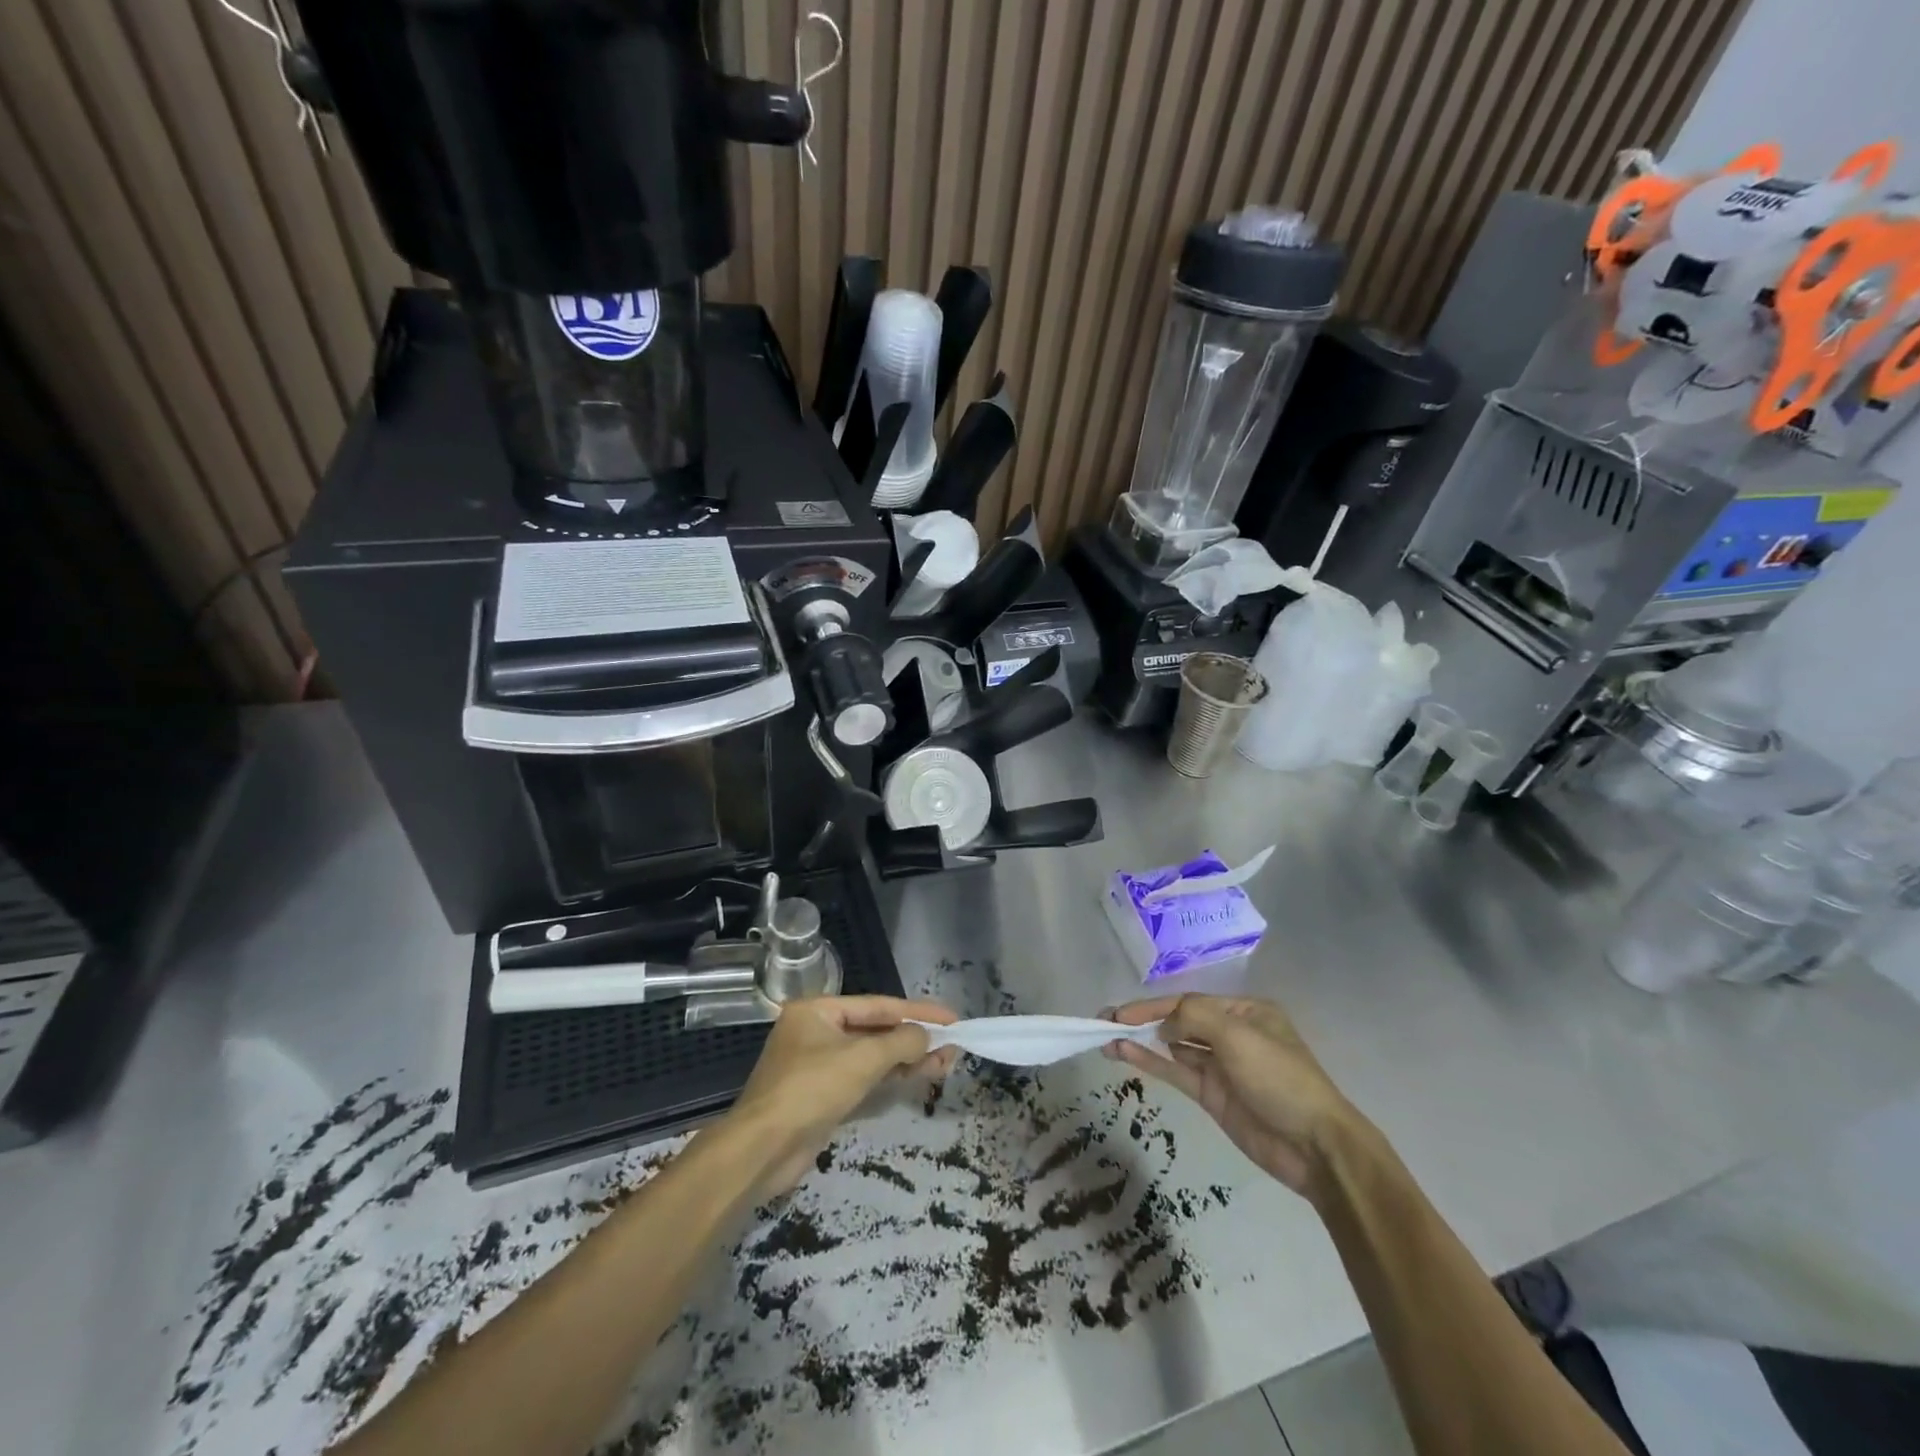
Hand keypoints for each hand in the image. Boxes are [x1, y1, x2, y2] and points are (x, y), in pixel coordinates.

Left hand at [727, 995, 958, 1196]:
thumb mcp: (862, 1059)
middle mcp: (815, 1032)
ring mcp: (816, 1065)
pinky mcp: (821, 1096)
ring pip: (871, 1056)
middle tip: (951, 1046)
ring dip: (906, 1059)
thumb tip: (927, 1036)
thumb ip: (901, 1042)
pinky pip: (862, 1078)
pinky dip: (888, 1077)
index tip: (951, 1018)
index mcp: (817, 1011)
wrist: (762, 1151)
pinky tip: (916, 1078)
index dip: (917, 1011)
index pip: (878, 1005)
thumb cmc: (811, 1089)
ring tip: (944, 1064)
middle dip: (913, 1038)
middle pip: (875, 1030)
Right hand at [1105, 994, 1356, 1198]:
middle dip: (1143, 1019)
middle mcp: (1230, 1034)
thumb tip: (1162, 1026)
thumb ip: (1194, 1018)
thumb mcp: (1238, 1035)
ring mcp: (1220, 1066)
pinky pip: (1175, 1072)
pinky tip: (1124, 1054)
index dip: (1153, 1006)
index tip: (1120, 1012)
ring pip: (1172, 1047)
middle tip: (1105, 1019)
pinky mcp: (1212, 1095)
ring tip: (1106, 1037)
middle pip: (1178, 1021)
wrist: (1314, 1146)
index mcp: (1244, 1012)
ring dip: (1141, 1041)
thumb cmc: (1279, 1078)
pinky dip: (1150, 1063)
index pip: (1189, 1001)